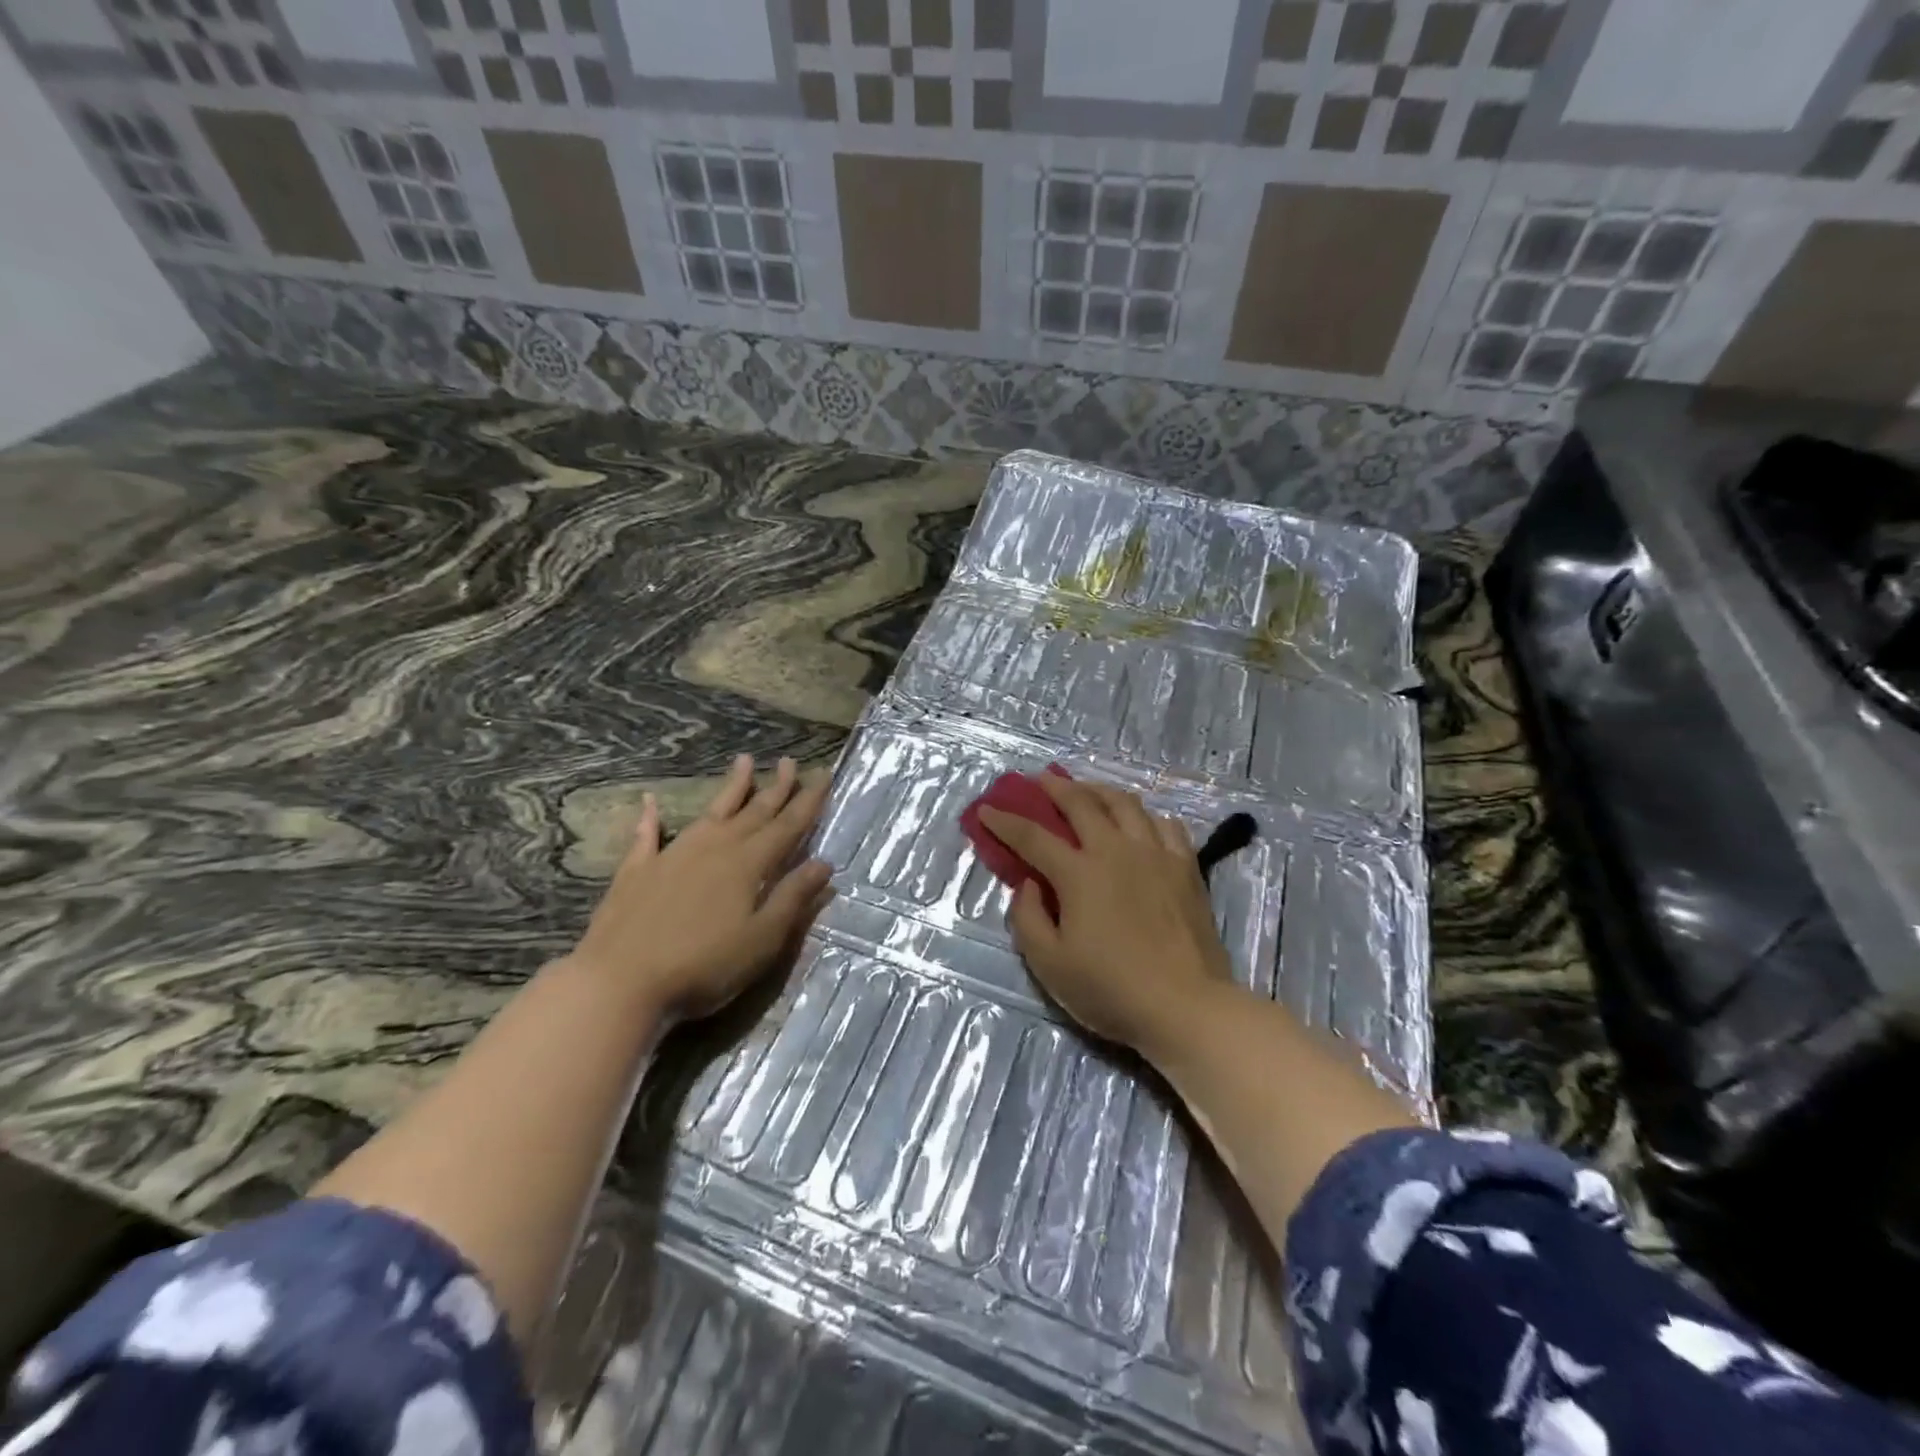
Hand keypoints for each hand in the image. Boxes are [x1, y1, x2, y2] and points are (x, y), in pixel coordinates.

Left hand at [565, 755, 833, 1020]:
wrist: (621, 983)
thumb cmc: (704, 966)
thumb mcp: (762, 940)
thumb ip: (792, 898)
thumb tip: (823, 864)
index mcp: (748, 864)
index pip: (787, 826)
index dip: (808, 800)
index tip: (822, 774)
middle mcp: (714, 848)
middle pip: (753, 812)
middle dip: (776, 787)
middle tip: (790, 761)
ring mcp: (673, 855)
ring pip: (711, 812)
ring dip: (731, 788)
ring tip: (744, 761)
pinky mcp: (637, 871)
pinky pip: (647, 836)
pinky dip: (650, 818)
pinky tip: (650, 802)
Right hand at [979, 776, 1233, 1056]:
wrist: (1186, 1007)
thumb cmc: (1111, 989)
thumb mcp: (1050, 964)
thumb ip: (1028, 918)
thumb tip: (1029, 884)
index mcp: (1079, 873)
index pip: (1032, 836)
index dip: (1005, 821)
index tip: (987, 810)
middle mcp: (1116, 850)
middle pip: (1081, 803)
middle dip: (1055, 787)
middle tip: (1040, 780)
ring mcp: (1156, 854)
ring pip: (1125, 803)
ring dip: (1099, 790)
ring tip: (1087, 790)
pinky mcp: (1186, 867)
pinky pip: (1165, 824)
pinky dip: (1145, 816)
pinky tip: (1139, 822)